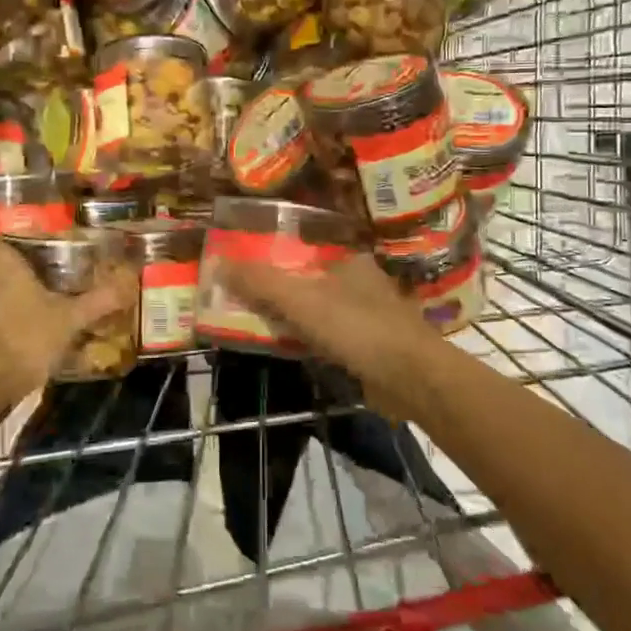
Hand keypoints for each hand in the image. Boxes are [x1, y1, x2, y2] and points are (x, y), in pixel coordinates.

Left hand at [0, 240, 133, 420]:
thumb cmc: (24, 338)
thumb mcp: (69, 318)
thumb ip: (98, 299)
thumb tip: (129, 282)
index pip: (18, 232)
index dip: (40, 240)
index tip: (64, 250)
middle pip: (8, 257)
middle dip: (30, 265)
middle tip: (61, 273)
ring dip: (17, 287)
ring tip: (50, 296)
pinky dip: (5, 308)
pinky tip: (29, 319)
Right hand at [225, 255, 445, 421]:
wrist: (412, 379)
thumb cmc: (357, 328)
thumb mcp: (300, 300)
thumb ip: (260, 282)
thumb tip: (218, 263)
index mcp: (349, 260)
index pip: (303, 252)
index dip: (273, 261)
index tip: (244, 273)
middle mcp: (362, 282)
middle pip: (310, 282)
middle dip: (281, 292)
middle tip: (244, 302)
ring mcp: (371, 316)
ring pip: (321, 312)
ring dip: (296, 319)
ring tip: (259, 326)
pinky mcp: (373, 347)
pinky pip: (332, 338)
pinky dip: (312, 341)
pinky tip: (293, 349)